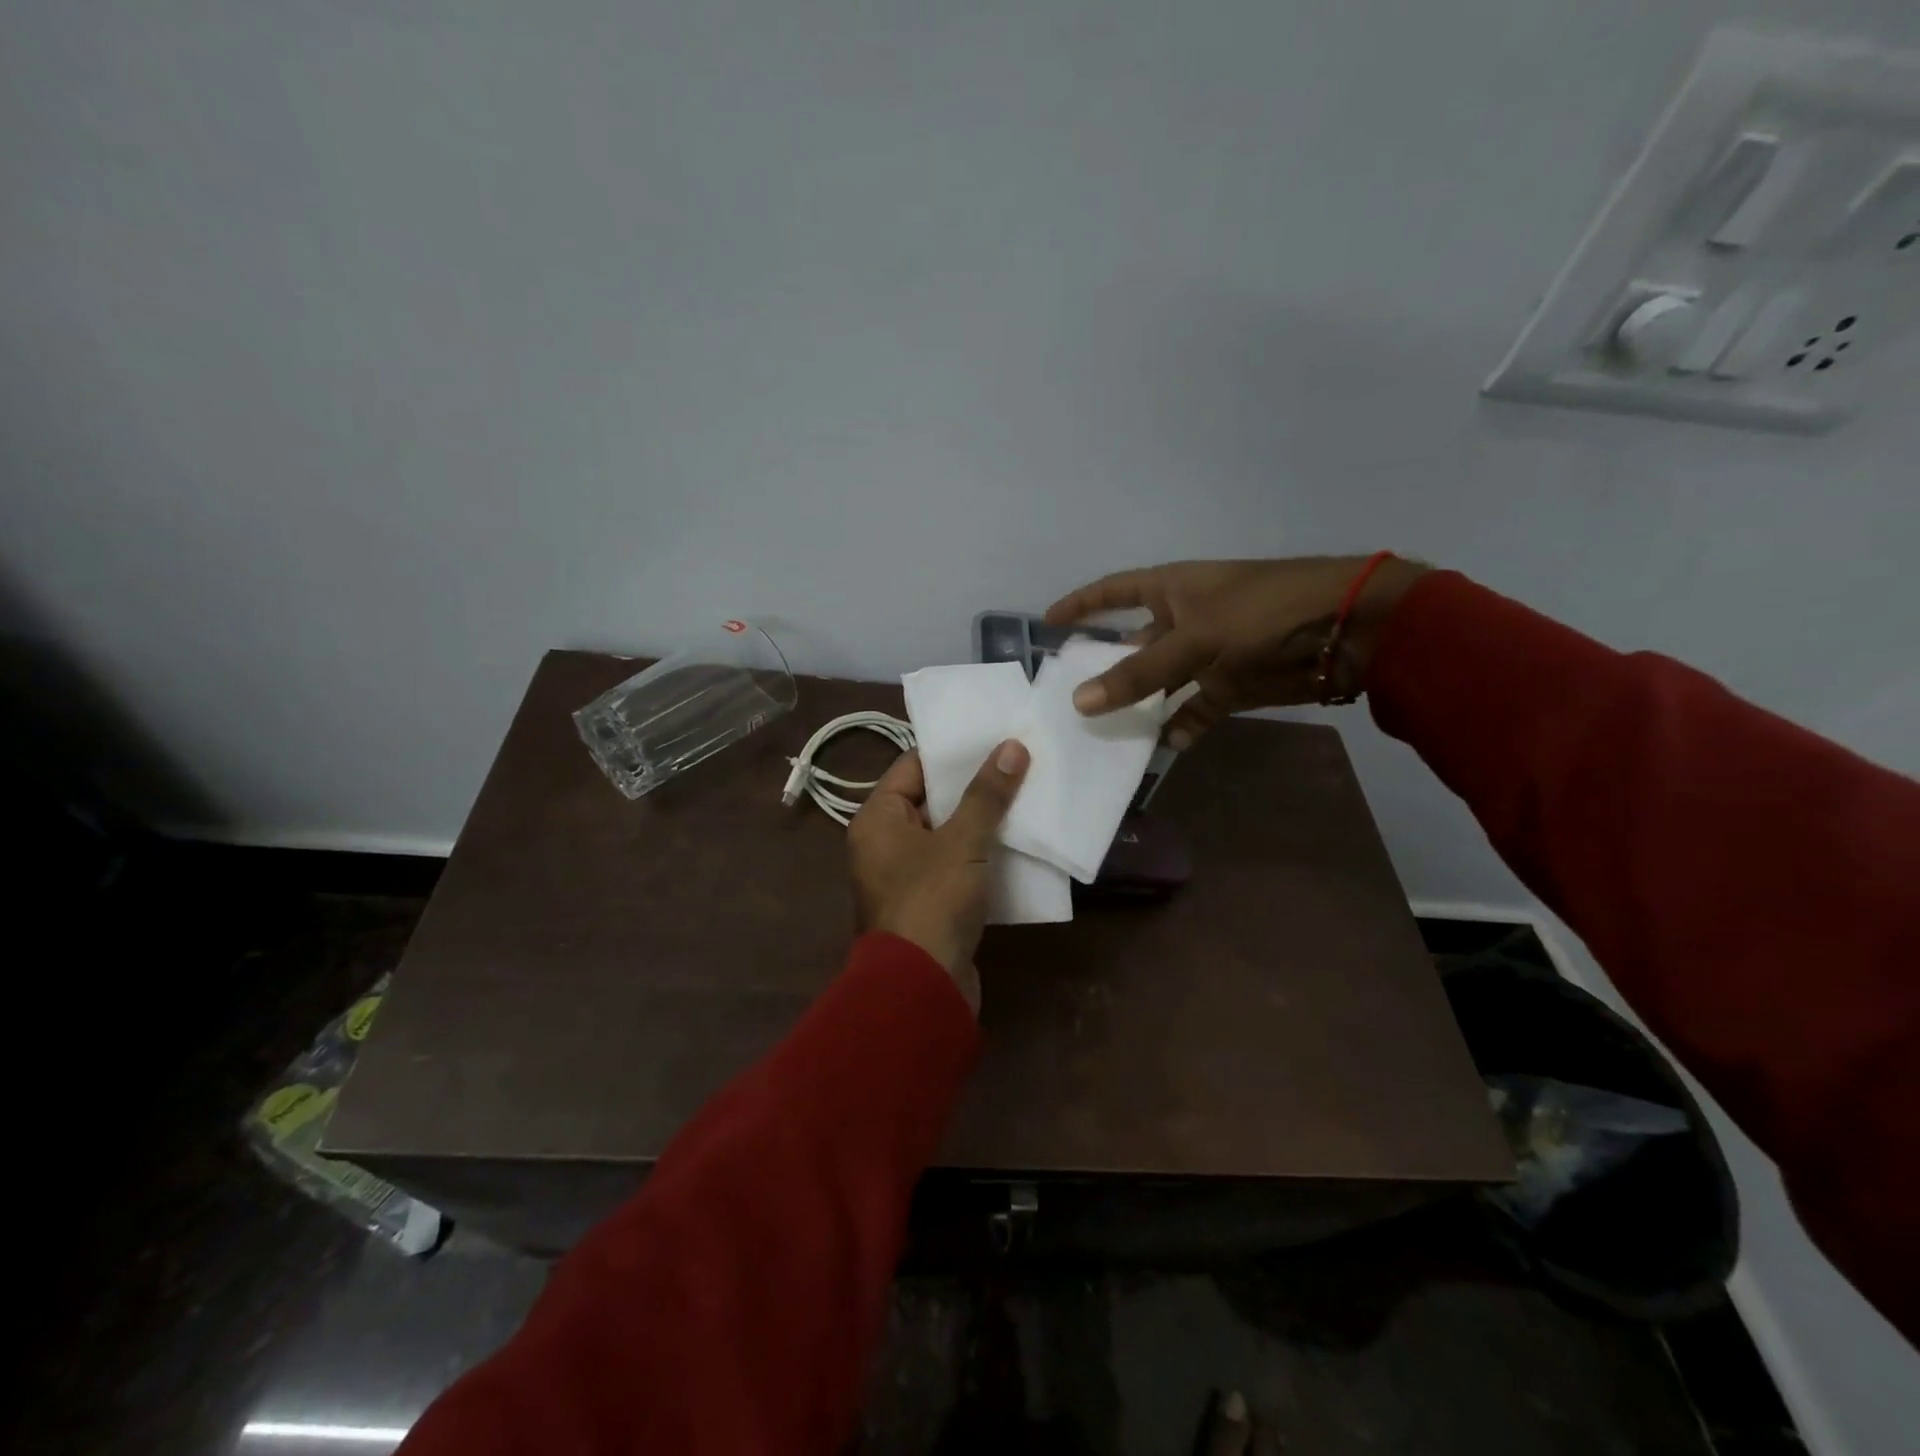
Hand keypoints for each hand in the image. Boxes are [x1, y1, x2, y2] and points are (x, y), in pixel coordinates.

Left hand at [847, 742, 1030, 1011]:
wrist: (921, 988)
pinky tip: (1017, 842)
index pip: (913, 766)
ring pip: (946, 834)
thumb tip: (1011, 746)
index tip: (993, 737)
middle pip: (931, 799)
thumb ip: (987, 794)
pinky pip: (954, 865)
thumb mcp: (963, 841)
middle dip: (973, 786)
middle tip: (1017, 762)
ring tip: (1024, 795)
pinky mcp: (927, 903)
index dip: (953, 752)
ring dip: (981, 821)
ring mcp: (904, 875)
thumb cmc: (933, 901)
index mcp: (877, 818)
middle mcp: (883, 842)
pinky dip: (980, 854)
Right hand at [1045, 556, 1429, 746]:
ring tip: (1106, 732)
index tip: (1049, 623)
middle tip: (1069, 699)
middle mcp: (1184, 619)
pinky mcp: (1231, 686)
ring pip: (1161, 683)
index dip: (1082, 605)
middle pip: (1133, 645)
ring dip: (1140, 705)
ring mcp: (1208, 655)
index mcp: (1171, 589)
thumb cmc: (1262, 613)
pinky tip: (1163, 746)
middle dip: (1105, 668)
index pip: (1113, 592)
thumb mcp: (1193, 639)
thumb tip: (1080, 702)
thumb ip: (1138, 673)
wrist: (1347, 631)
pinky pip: (1195, 709)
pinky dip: (1181, 726)